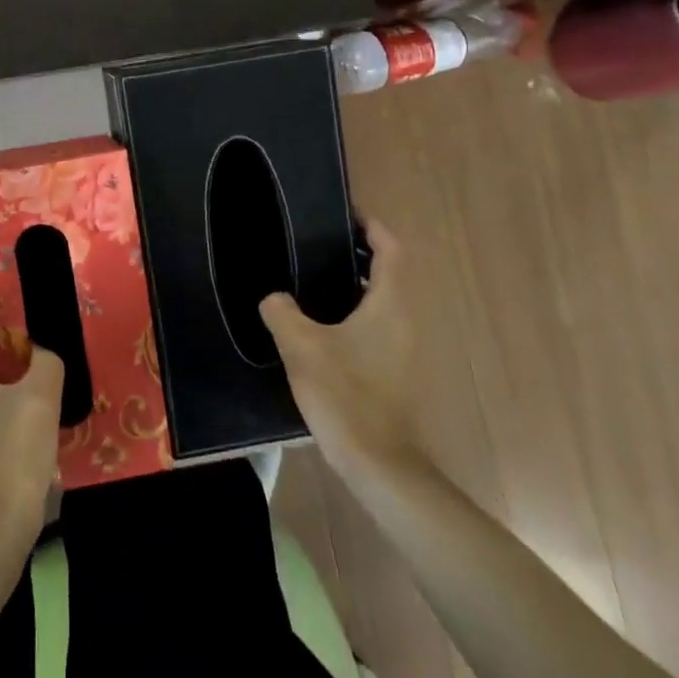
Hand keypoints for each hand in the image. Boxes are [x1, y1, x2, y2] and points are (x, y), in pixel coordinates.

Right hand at [260, 219, 419, 476]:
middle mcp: (404, 321)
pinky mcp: (394, 371)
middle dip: (358, 255)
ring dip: (354, 286)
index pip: (392, 251)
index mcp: (389, 305)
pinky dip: (354, 313)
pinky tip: (319, 327)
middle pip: (388, 274)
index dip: (373, 228)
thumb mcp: (300, 345)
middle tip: (318, 245)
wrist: (377, 462)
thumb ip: (281, 311)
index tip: (347, 215)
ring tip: (311, 281)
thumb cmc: (344, 394)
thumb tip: (274, 298)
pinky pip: (376, 327)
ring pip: (381, 302)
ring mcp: (402, 349)